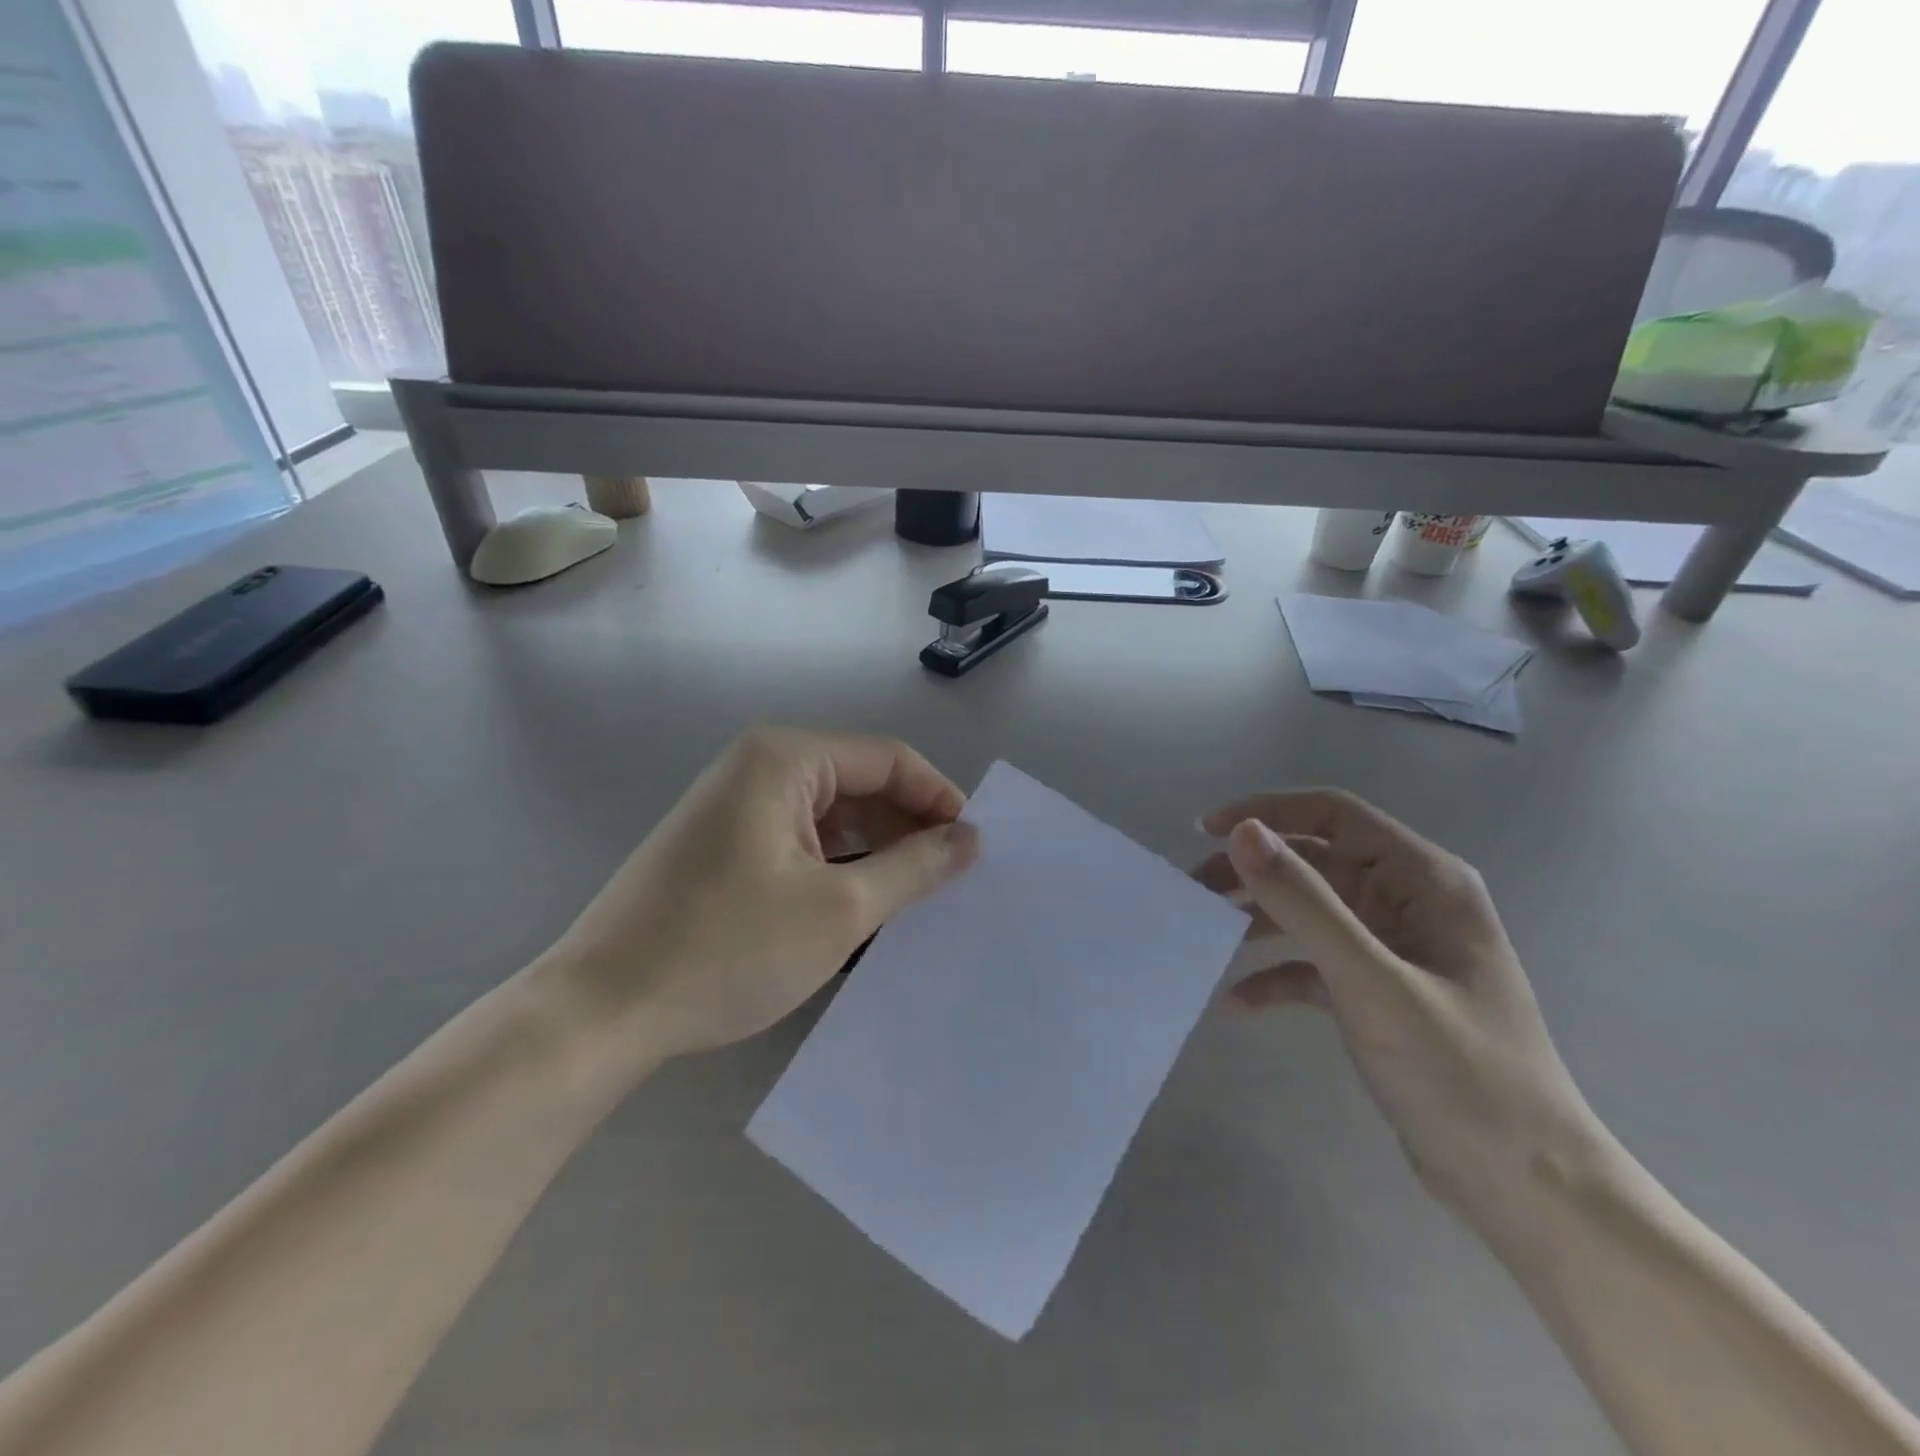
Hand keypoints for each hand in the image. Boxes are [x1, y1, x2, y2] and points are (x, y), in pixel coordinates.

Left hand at [536, 727, 976, 1078]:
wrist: (600, 1013)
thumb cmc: (726, 950)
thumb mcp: (839, 909)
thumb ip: (914, 867)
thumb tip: (970, 838)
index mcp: (784, 759)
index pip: (888, 759)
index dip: (938, 798)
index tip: (975, 847)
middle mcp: (756, 768)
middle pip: (858, 783)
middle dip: (908, 827)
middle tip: (951, 880)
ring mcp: (733, 808)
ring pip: (830, 816)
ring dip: (875, 851)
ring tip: (915, 900)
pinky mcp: (721, 847)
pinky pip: (799, 842)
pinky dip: (836, 867)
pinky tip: (860, 908)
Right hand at [1196, 791, 1604, 1242]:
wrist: (1526, 1186)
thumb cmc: (1459, 1073)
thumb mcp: (1372, 981)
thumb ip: (1306, 902)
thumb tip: (1244, 833)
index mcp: (1423, 882)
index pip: (1335, 815)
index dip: (1269, 812)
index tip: (1209, 831)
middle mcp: (1409, 904)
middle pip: (1315, 862)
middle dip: (1253, 871)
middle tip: (1193, 890)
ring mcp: (1395, 950)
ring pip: (1310, 912)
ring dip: (1257, 918)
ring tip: (1204, 933)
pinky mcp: (1380, 993)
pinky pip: (1315, 965)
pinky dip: (1276, 975)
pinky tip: (1236, 1002)